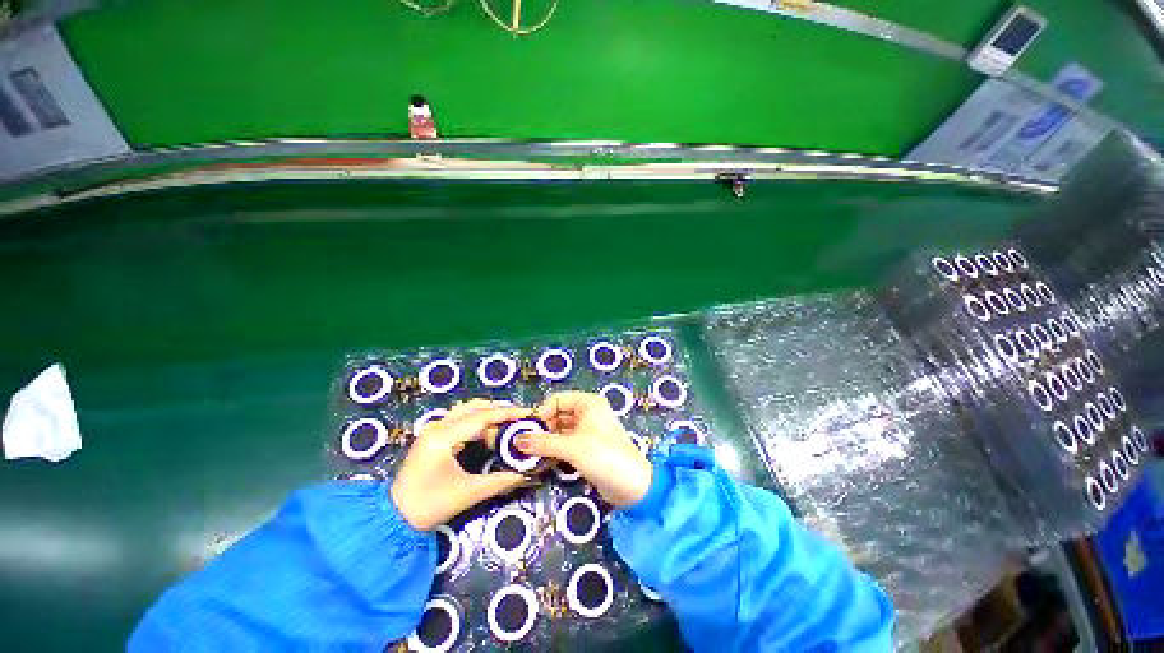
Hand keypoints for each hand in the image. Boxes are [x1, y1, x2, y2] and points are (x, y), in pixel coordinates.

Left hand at [391, 400, 530, 530]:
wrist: (393, 520)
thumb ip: (501, 480)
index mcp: (443, 436)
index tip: (528, 413)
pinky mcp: (432, 437)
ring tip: (508, 424)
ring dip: (488, 414)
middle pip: (474, 407)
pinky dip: (478, 422)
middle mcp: (437, 426)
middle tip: (520, 418)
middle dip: (499, 410)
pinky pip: (460, 420)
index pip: (482, 416)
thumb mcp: (469, 493)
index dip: (508, 413)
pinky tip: (490, 433)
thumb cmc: (430, 506)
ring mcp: (433, 430)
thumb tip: (527, 472)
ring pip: (467, 411)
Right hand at [518, 391, 652, 507]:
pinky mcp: (588, 448)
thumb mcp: (570, 447)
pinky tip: (543, 461)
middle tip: (524, 445)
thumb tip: (516, 440)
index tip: (527, 431)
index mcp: (587, 403)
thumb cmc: (603, 456)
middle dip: (542, 429)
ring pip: (561, 430)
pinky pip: (567, 443)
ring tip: (530, 455)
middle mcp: (588, 413)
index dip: (541, 413)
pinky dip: (555, 450)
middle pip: (557, 415)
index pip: (556, 400)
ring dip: (547, 441)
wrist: (632, 486)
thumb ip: (542, 442)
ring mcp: (589, 431)